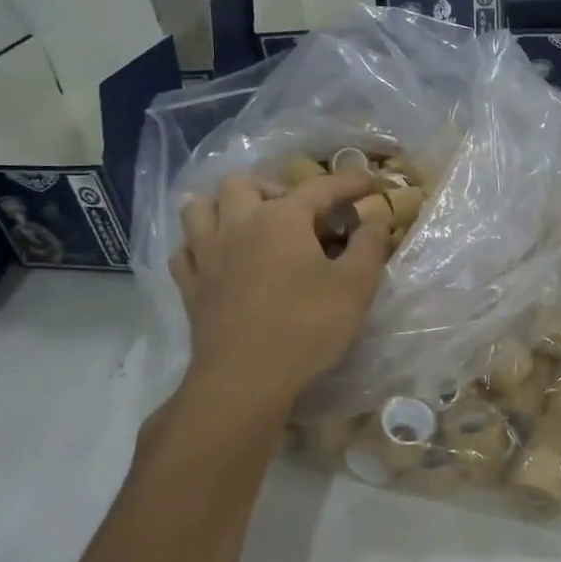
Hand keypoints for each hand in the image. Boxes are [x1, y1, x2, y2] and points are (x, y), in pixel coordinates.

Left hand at [170, 172, 391, 404]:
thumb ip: (369, 245)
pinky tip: (218, 259)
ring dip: (224, 207)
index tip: (370, 183)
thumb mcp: (356, 285)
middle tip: (297, 213)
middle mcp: (238, 224)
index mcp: (281, 218)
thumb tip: (375, 219)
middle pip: (243, 182)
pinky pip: (185, 251)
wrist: (246, 379)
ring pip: (199, 207)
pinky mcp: (190, 287)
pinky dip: (200, 246)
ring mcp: (207, 255)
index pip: (319, 186)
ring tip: (248, 224)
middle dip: (272, 187)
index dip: (348, 182)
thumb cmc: (307, 326)